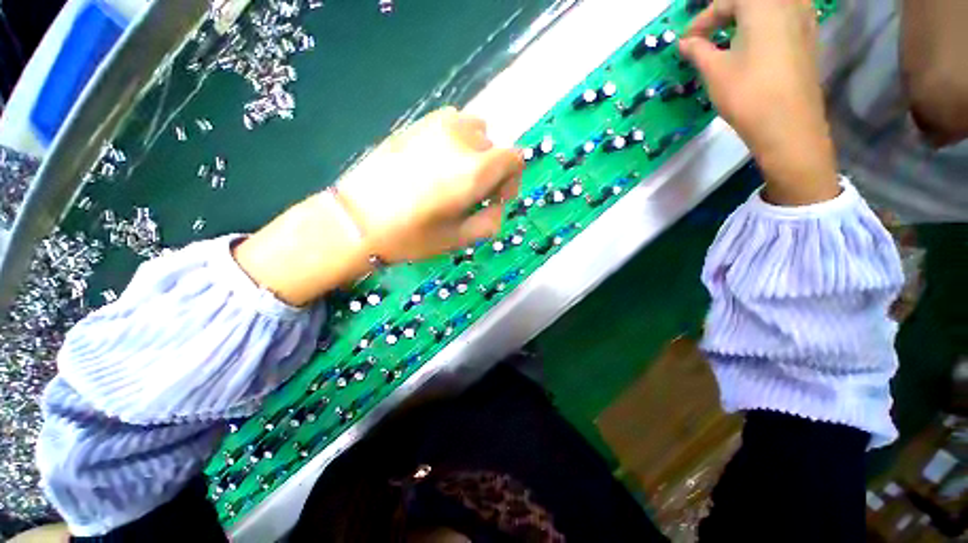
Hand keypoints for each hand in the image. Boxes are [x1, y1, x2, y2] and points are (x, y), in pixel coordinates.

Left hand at [233, 108, 521, 305]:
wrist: (356, 220)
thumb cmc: (411, 236)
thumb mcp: (459, 239)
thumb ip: (490, 222)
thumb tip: (497, 206)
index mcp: (474, 170)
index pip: (514, 158)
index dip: (512, 179)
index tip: (496, 198)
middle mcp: (460, 140)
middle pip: (494, 147)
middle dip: (491, 171)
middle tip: (471, 195)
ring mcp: (435, 127)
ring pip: (473, 131)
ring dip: (474, 153)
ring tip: (454, 177)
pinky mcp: (415, 124)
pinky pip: (450, 124)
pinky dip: (455, 141)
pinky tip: (436, 164)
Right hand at [679, 0, 839, 204]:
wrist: (788, 125)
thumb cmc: (747, 93)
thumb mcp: (714, 70)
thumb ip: (698, 50)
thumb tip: (684, 42)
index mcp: (762, 4)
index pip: (725, 2)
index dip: (702, 21)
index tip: (686, 42)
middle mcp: (788, 3)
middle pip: (750, 1)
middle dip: (725, 13)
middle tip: (706, 35)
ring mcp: (805, 19)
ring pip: (771, 6)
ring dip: (747, 17)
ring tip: (730, 35)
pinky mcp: (811, 37)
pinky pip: (787, 16)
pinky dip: (767, 22)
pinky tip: (756, 40)